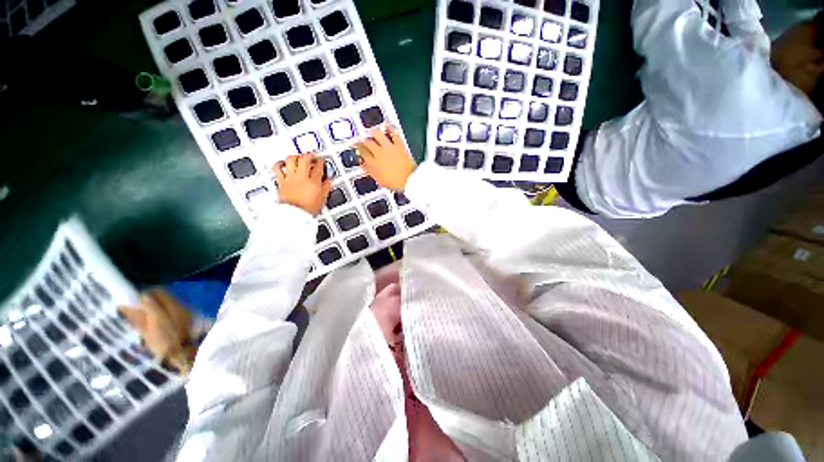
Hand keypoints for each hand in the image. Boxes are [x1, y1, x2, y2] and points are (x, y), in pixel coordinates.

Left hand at [274, 154, 331, 214]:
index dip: (320, 161)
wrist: (293, 218)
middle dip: (309, 155)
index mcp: (314, 182)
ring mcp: (290, 178)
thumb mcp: (321, 200)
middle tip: (310, 156)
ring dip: (294, 157)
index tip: (320, 161)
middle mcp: (301, 177)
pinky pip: (277, 168)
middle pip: (305, 158)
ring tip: (297, 158)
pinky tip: (282, 164)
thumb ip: (326, 188)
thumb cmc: (306, 211)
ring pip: (291, 159)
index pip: (319, 165)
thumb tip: (329, 180)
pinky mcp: (281, 182)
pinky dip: (279, 164)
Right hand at [355, 124, 416, 190]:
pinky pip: (394, 134)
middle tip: (363, 138)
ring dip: (373, 132)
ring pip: (378, 135)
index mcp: (373, 163)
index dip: (358, 148)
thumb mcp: (378, 179)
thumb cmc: (395, 182)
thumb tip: (363, 165)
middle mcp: (379, 153)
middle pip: (368, 142)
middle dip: (364, 139)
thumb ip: (369, 171)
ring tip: (371, 130)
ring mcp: (389, 148)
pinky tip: (388, 125)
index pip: (362, 152)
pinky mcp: (399, 145)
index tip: (357, 146)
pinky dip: (390, 128)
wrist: (409, 180)